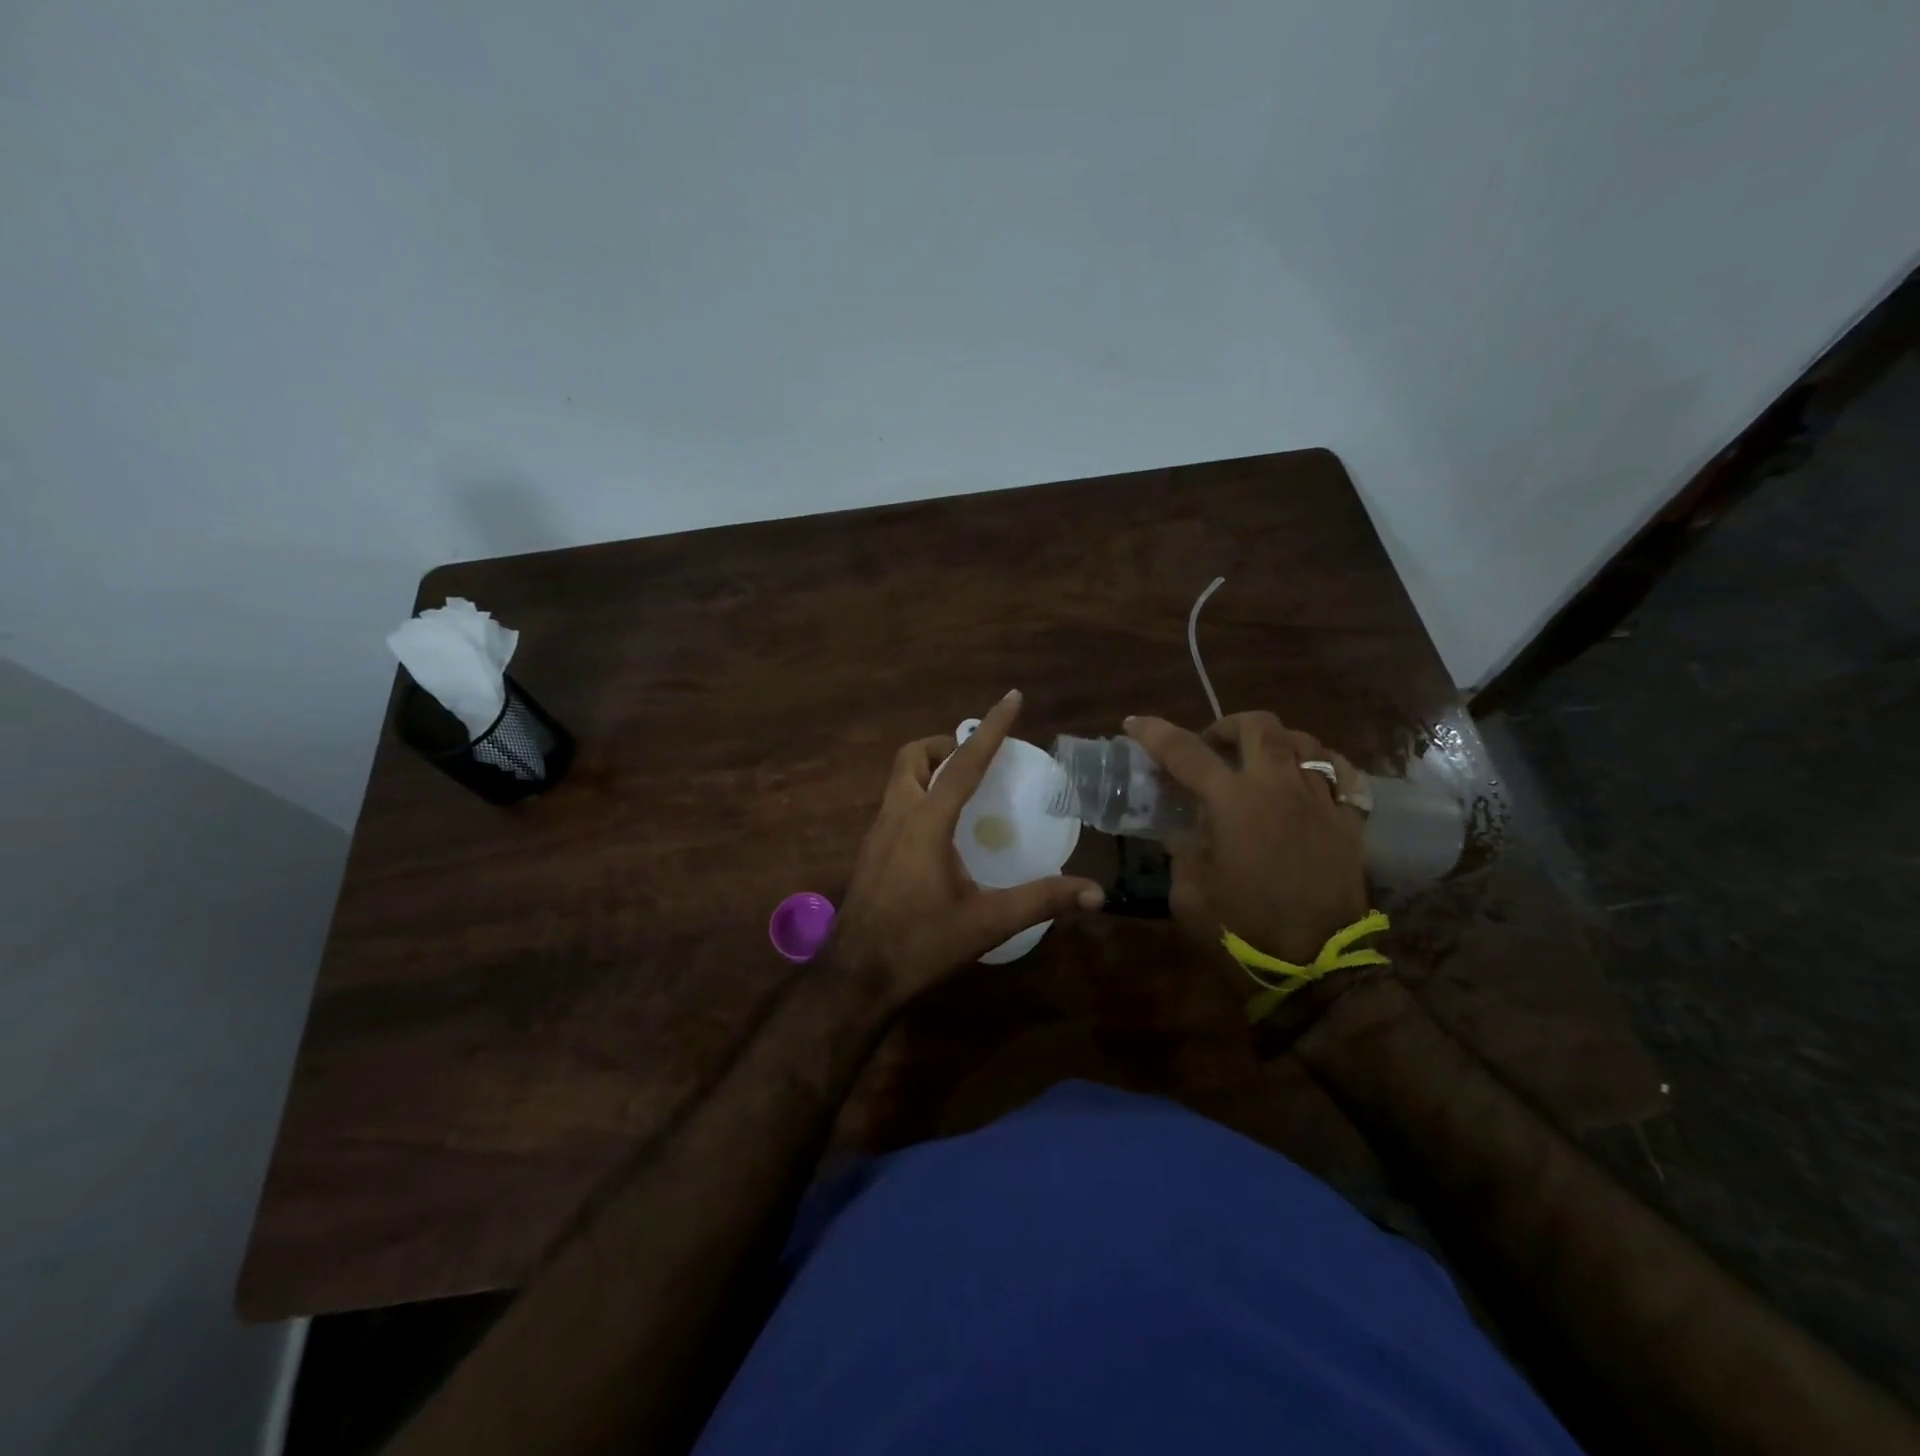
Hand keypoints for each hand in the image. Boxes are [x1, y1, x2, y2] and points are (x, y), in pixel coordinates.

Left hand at [829, 690, 1105, 1006]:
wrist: (857, 977)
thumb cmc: (920, 944)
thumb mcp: (986, 922)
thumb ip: (1041, 901)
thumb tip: (1095, 893)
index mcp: (925, 823)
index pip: (962, 763)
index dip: (990, 728)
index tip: (1011, 698)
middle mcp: (897, 816)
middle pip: (912, 758)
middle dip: (944, 746)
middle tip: (976, 760)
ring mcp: (876, 834)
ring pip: (898, 780)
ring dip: (928, 770)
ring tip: (963, 791)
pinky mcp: (870, 853)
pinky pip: (894, 806)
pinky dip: (918, 797)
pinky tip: (940, 833)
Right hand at [1124, 711, 1367, 965]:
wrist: (1314, 969)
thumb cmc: (1241, 931)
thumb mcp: (1189, 893)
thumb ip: (1183, 850)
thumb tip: (1188, 830)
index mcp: (1232, 802)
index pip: (1185, 751)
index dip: (1155, 733)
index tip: (1135, 723)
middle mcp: (1279, 787)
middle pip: (1257, 726)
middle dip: (1227, 727)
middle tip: (1211, 748)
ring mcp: (1321, 799)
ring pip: (1303, 741)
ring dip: (1273, 743)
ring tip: (1259, 763)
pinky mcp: (1350, 820)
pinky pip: (1341, 772)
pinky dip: (1319, 765)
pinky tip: (1307, 779)